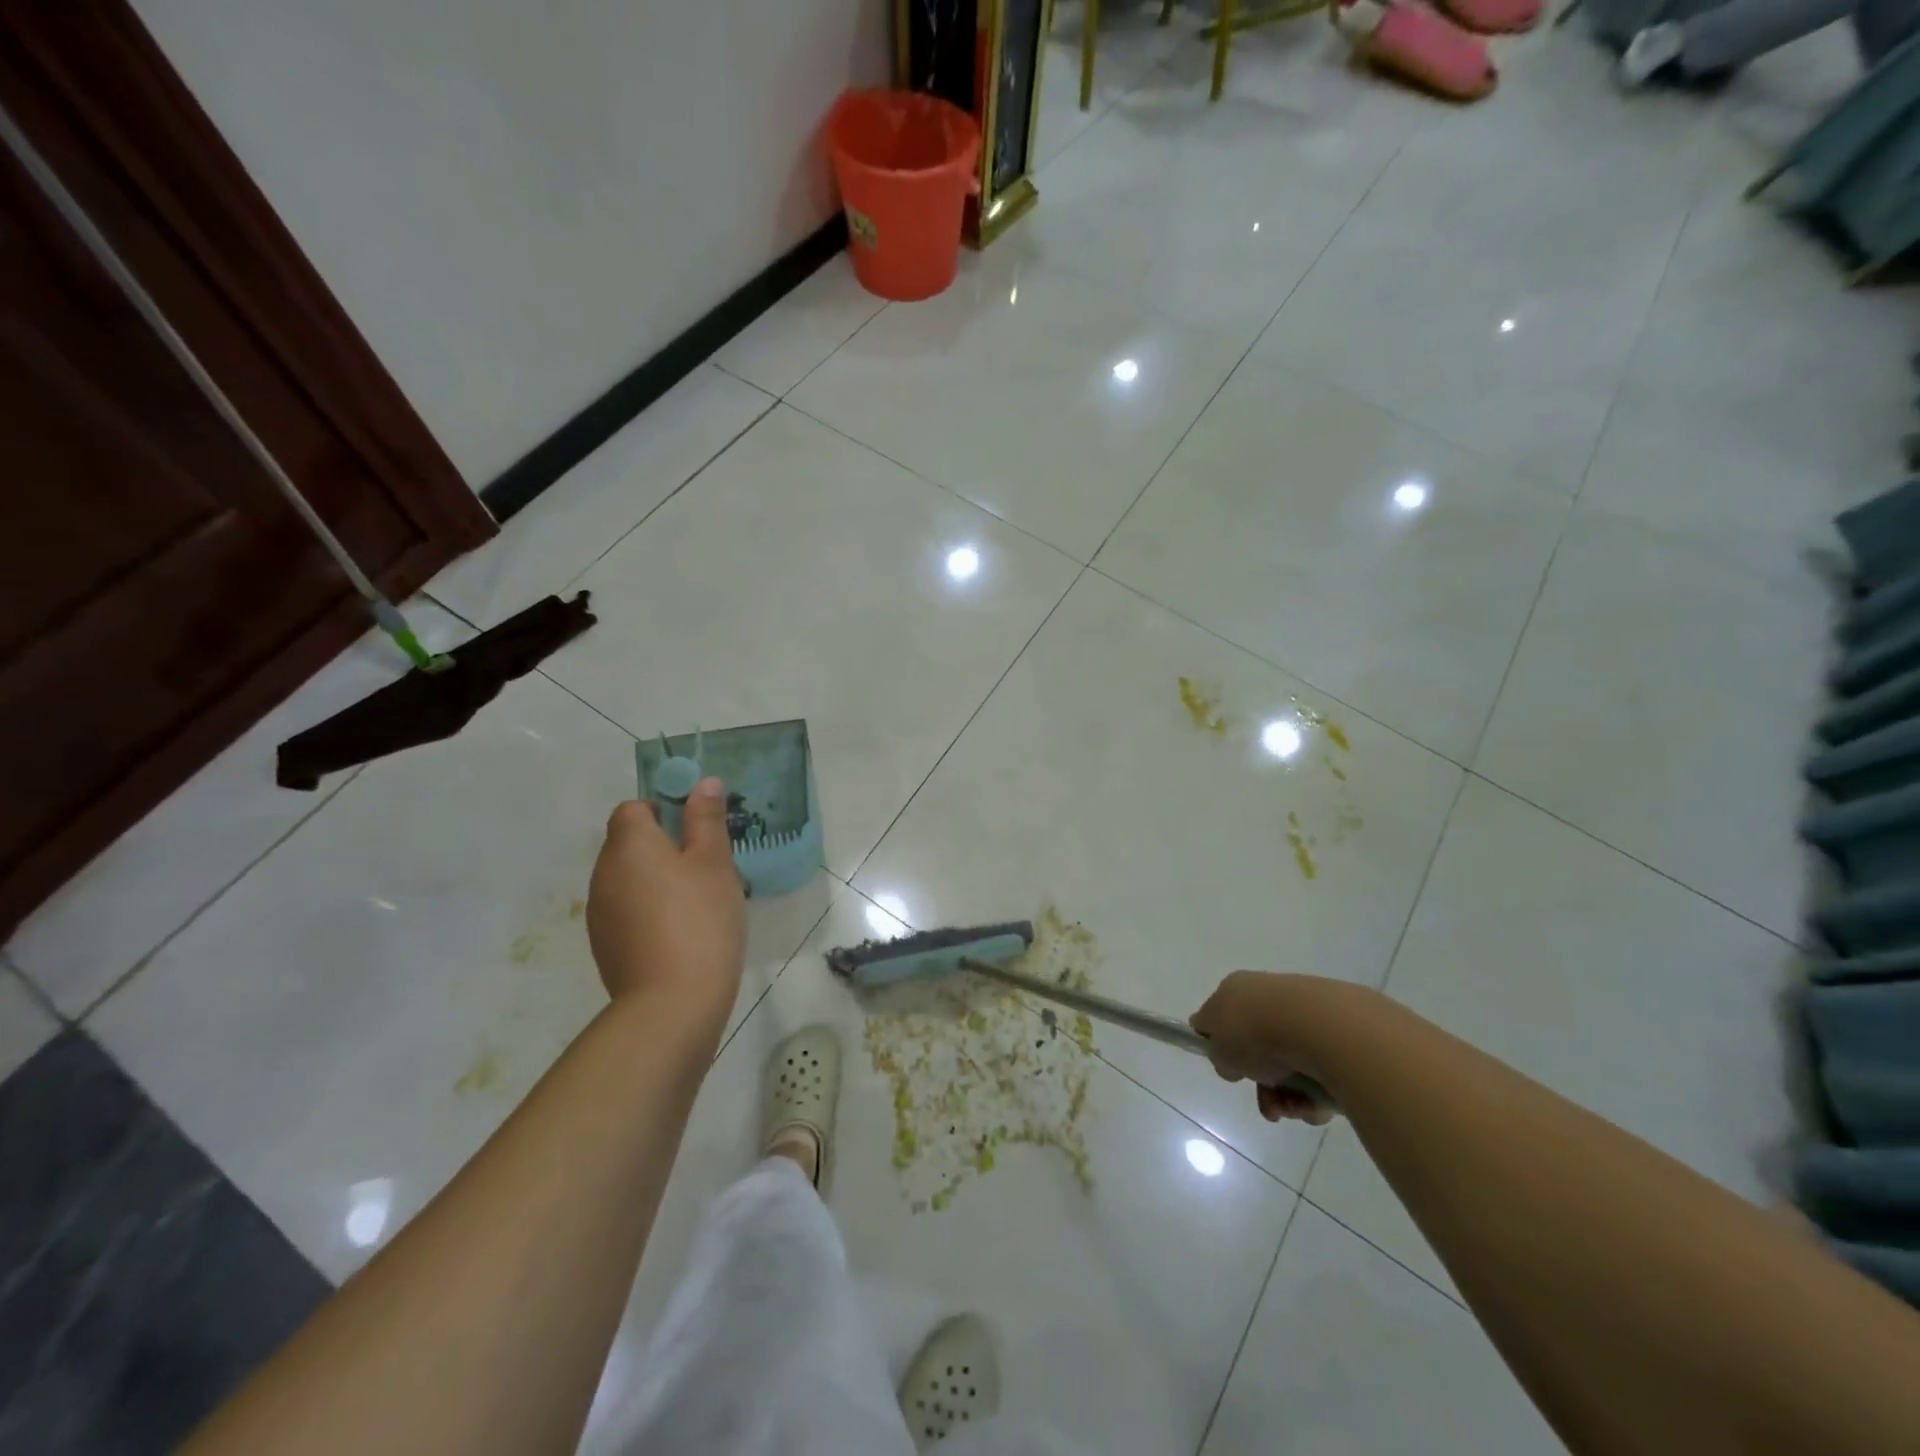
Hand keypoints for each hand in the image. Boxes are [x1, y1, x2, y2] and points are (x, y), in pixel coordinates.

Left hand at [586, 779, 744, 1025]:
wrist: (672, 1002)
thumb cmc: (700, 919)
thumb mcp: (714, 862)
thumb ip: (706, 819)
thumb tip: (703, 783)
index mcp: (629, 844)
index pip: (633, 808)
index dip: (662, 811)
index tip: (696, 831)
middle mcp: (603, 872)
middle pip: (628, 843)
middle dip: (662, 846)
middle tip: (705, 867)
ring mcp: (599, 911)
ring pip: (627, 878)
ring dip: (654, 880)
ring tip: (695, 903)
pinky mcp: (604, 944)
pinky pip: (626, 910)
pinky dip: (647, 911)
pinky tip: (678, 932)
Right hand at [1190, 971, 1338, 1125]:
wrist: (1314, 1026)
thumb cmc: (1253, 1032)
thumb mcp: (1218, 1050)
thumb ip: (1217, 1054)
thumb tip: (1229, 1058)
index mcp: (1234, 990)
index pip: (1221, 1017)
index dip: (1222, 1046)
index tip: (1232, 1070)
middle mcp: (1268, 995)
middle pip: (1260, 1049)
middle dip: (1264, 1087)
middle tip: (1270, 1108)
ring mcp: (1304, 1013)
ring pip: (1291, 1064)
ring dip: (1289, 1096)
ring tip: (1295, 1109)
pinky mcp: (1336, 1032)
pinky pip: (1320, 1069)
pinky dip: (1316, 1091)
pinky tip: (1315, 1103)